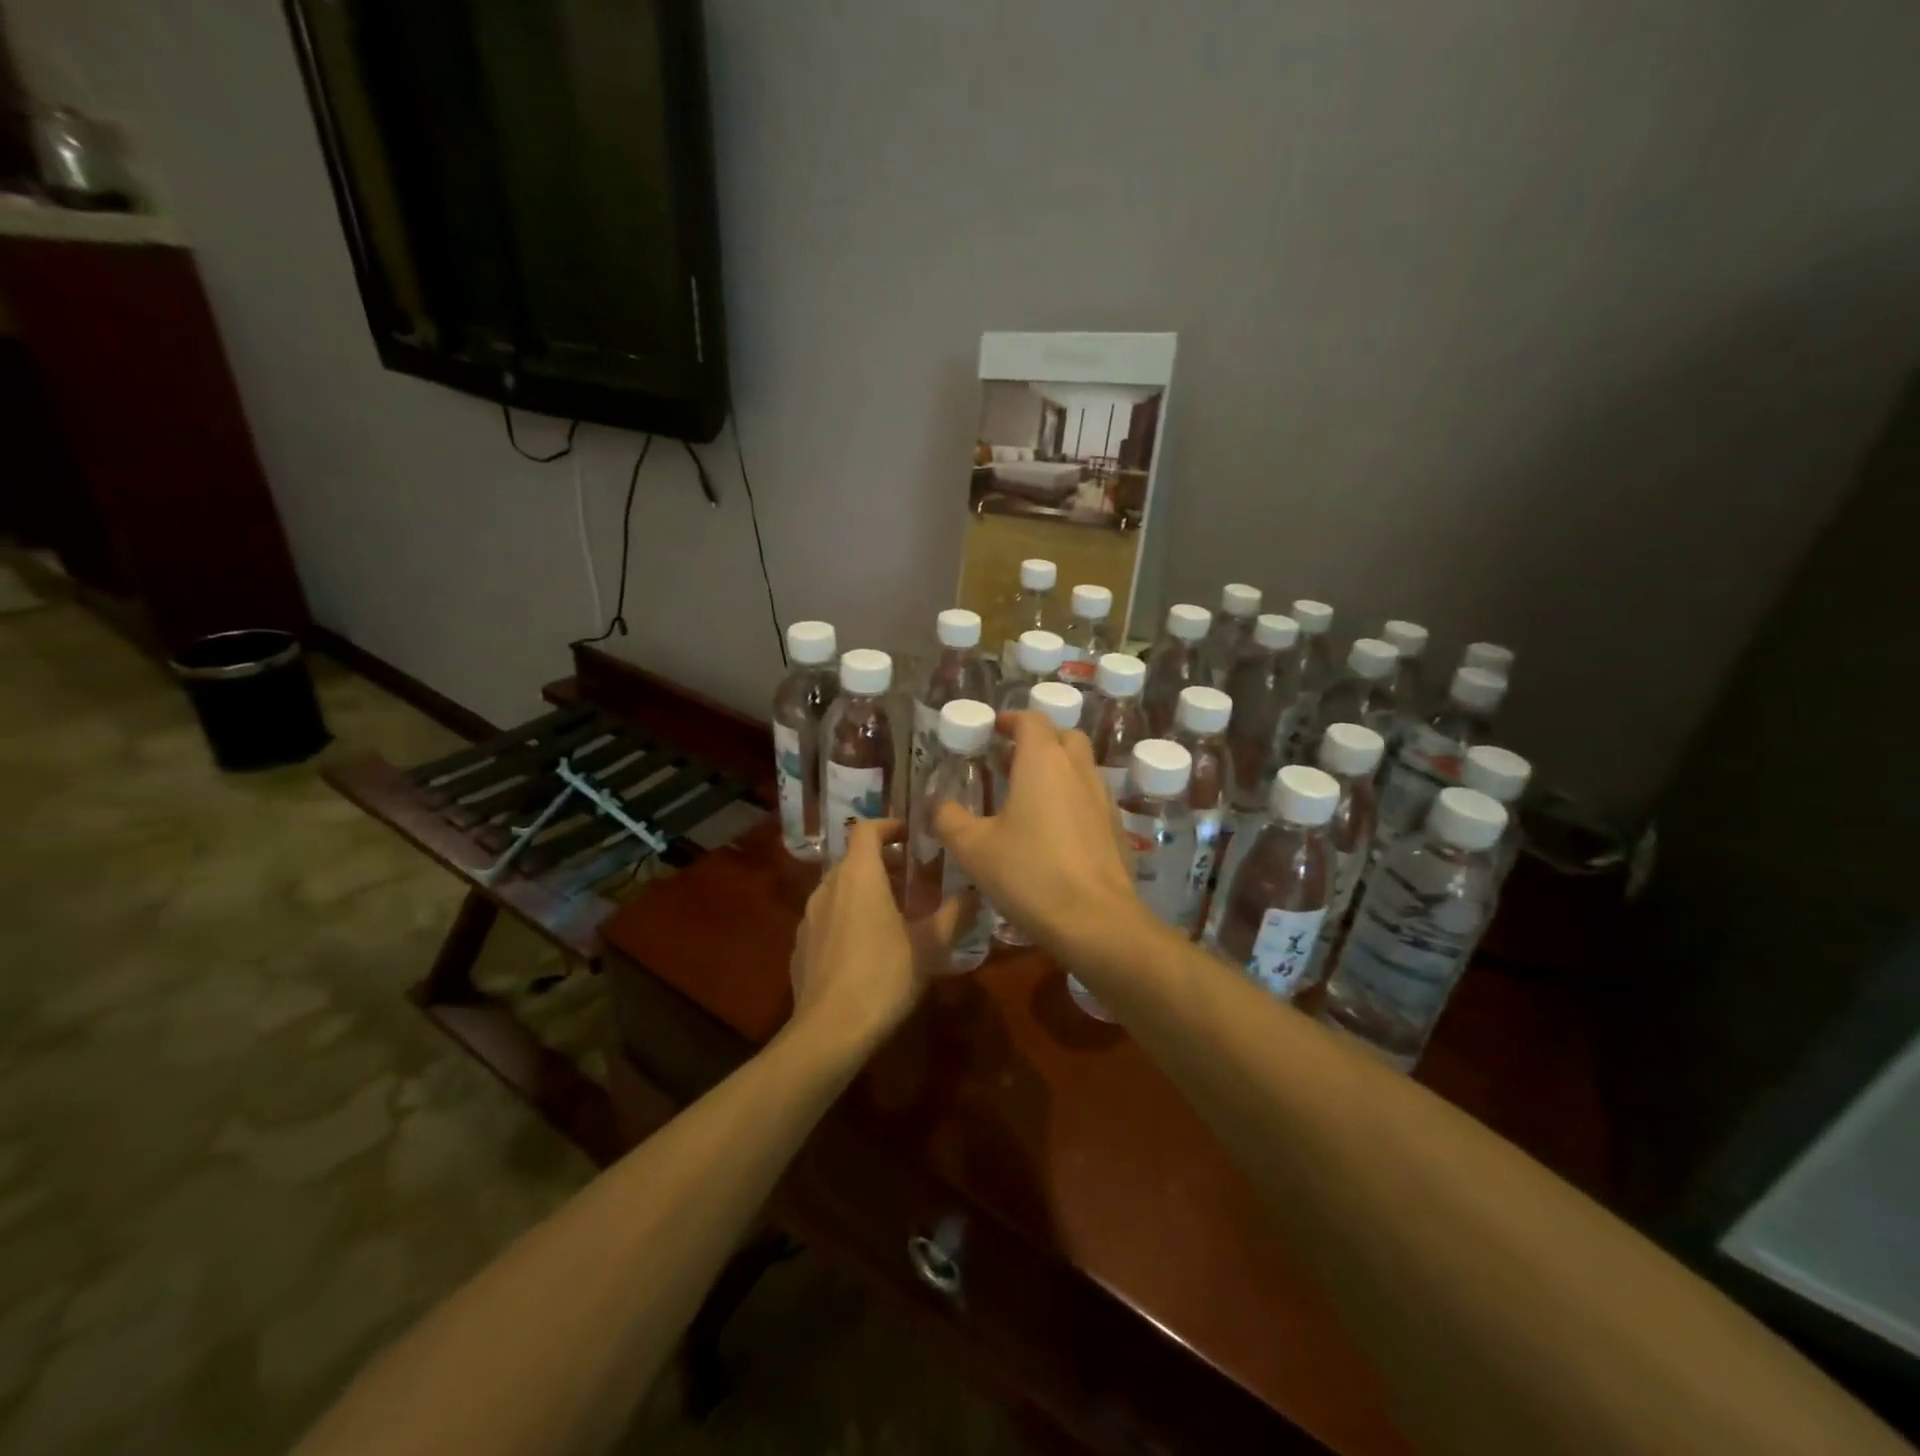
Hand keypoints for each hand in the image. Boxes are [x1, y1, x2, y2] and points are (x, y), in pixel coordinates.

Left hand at [788, 819, 961, 1056]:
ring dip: (864, 889)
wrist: (830, 1031)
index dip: (888, 825)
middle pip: (853, 858)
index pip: (866, 828)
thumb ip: (954, 913)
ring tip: (892, 912)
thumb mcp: (931, 945)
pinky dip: (846, 916)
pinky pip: (827, 916)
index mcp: (859, 875)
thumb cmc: (884, 976)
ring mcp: (809, 916)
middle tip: (912, 878)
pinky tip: (865, 947)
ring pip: (838, 888)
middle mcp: (828, 886)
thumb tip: (974, 892)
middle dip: (882, 861)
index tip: (910, 835)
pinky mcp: (801, 945)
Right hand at [933, 711, 1142, 955]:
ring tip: (1029, 797)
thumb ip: (950, 819)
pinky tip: (1054, 832)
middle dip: (1039, 741)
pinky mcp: (1115, 828)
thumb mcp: (973, 848)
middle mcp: (1077, 770)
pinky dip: (1072, 799)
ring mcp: (1102, 798)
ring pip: (1081, 767)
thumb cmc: (1029, 873)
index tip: (994, 730)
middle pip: (1063, 737)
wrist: (1096, 921)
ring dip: (1057, 770)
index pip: (1031, 720)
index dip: (1011, 720)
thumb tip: (938, 805)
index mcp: (1042, 761)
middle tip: (1011, 762)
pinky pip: (1091, 798)